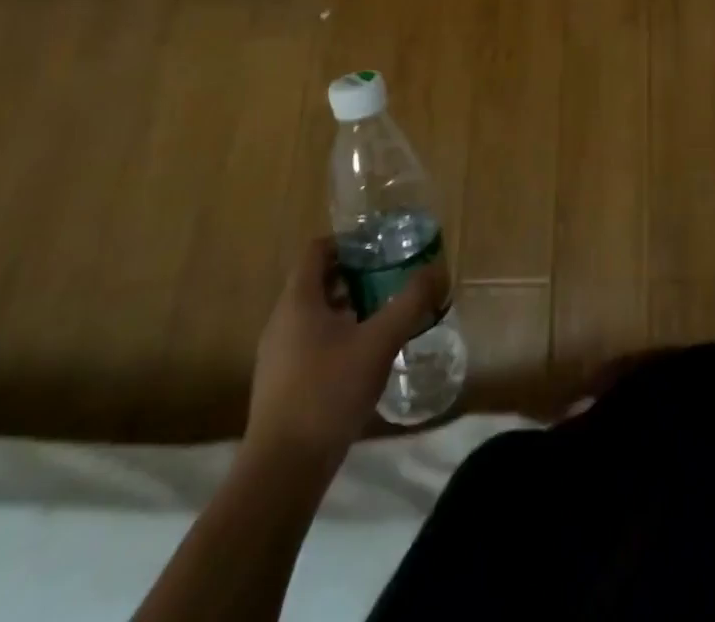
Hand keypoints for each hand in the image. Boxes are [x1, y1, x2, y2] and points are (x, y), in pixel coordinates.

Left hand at [244, 237, 444, 478]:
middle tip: (391, 276)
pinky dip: (337, 335)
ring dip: (348, 306)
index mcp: (298, 301)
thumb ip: (410, 303)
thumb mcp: (379, 342)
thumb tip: (437, 270)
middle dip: (355, 274)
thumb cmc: (328, 393)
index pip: (317, 250)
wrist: (282, 473)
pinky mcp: (281, 384)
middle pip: (317, 281)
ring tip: (384, 313)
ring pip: (314, 314)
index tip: (380, 247)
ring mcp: (277, 355)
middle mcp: (281, 321)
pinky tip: (365, 355)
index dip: (348, 242)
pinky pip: (310, 341)